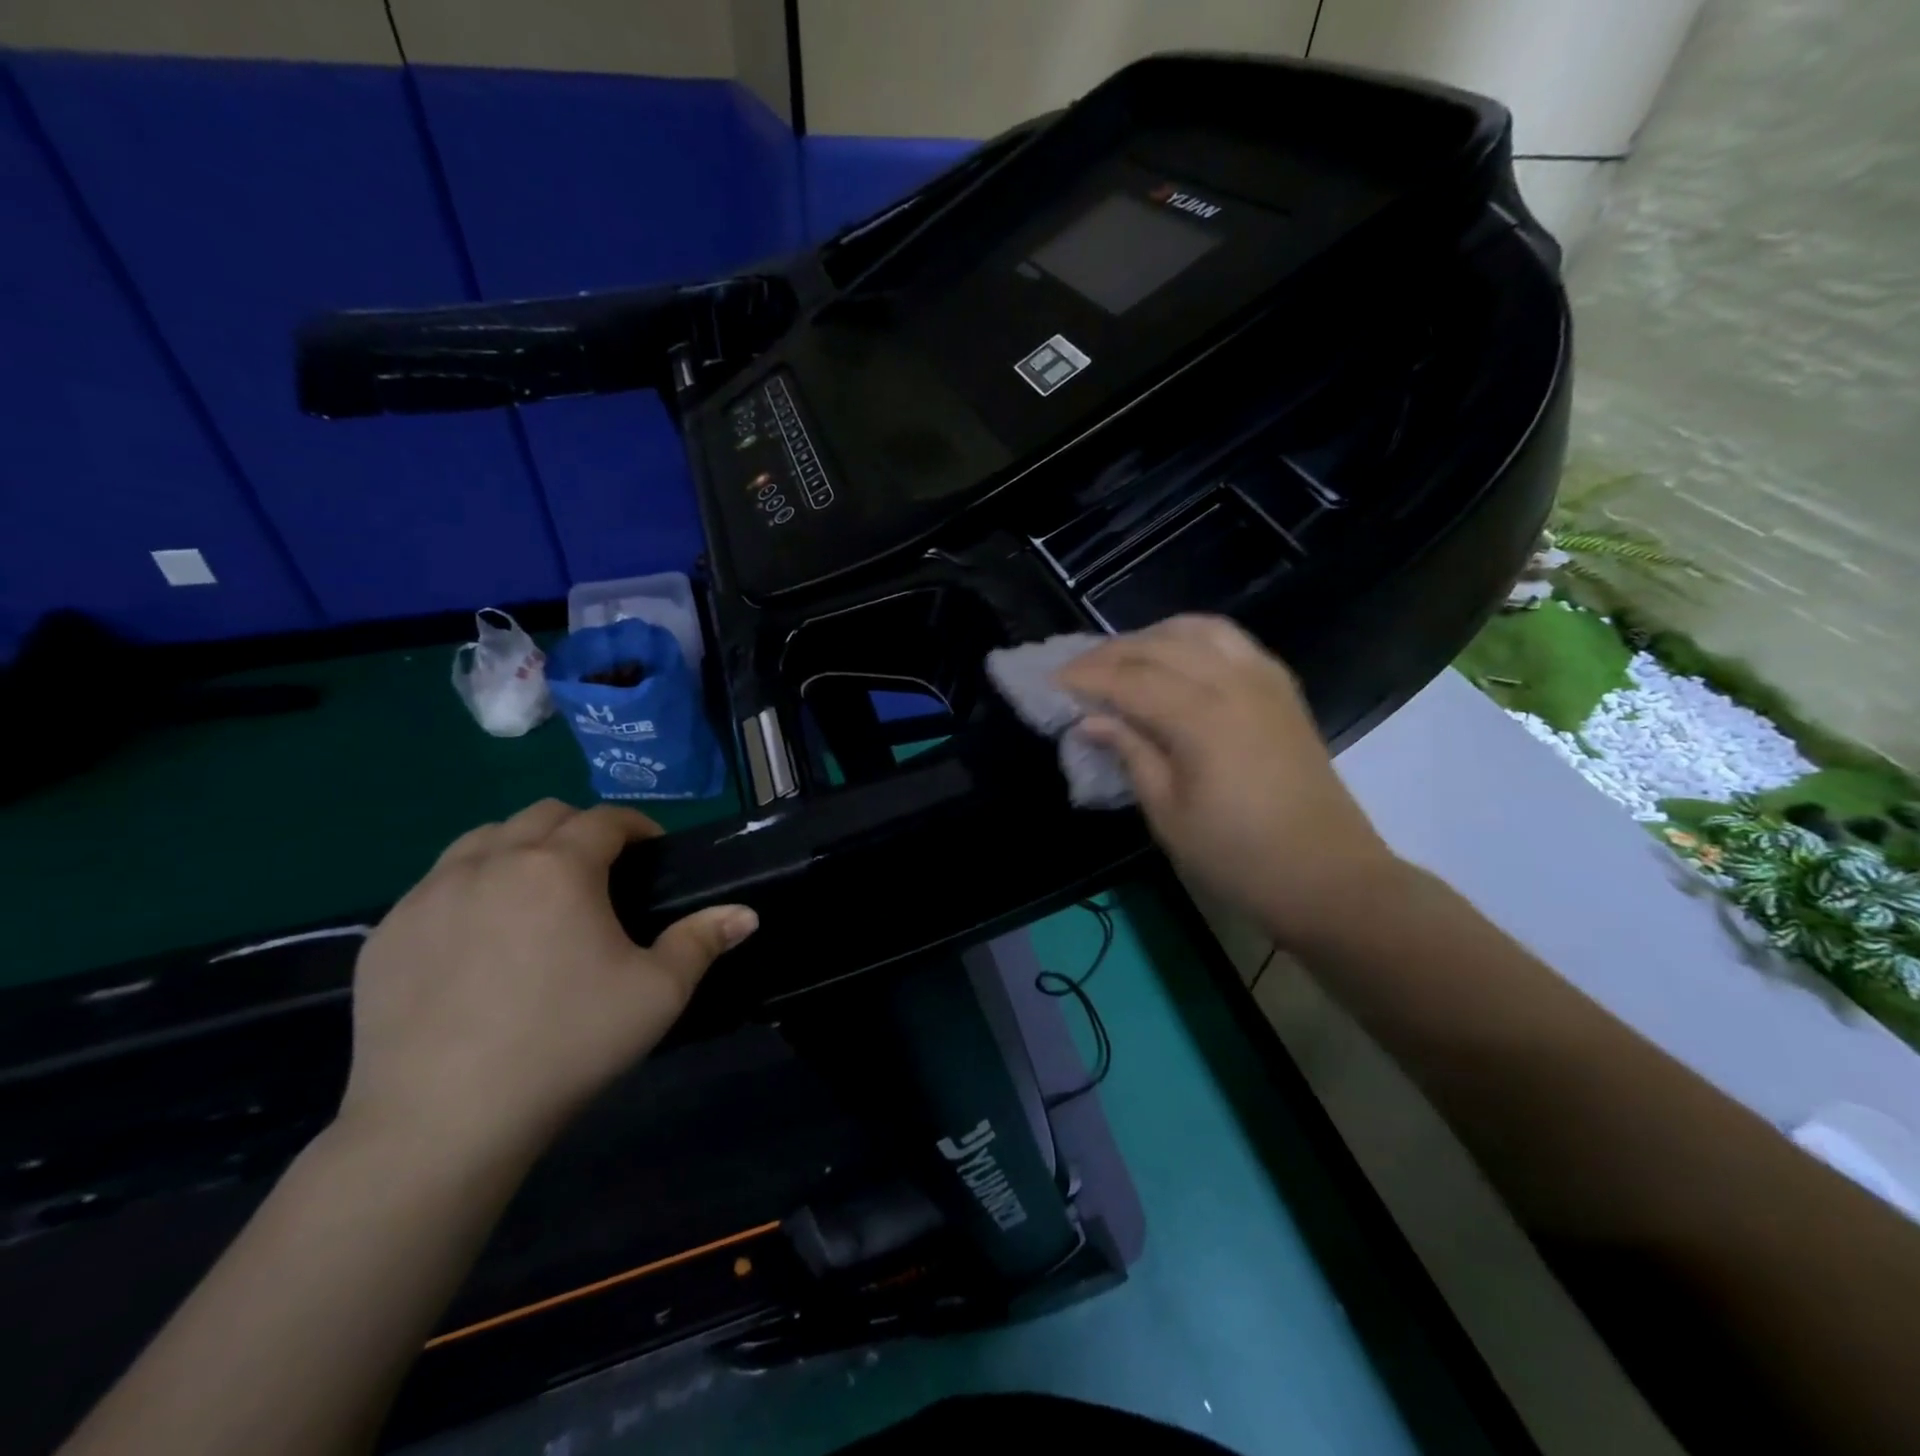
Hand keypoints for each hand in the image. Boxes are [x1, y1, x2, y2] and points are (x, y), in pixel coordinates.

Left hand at [336, 800, 756, 1166]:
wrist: (442, 1121)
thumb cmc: (566, 1044)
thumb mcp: (657, 993)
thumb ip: (703, 942)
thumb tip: (746, 914)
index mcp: (559, 867)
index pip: (604, 819)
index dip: (636, 826)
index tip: (652, 850)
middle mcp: (491, 862)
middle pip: (542, 815)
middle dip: (579, 828)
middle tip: (600, 871)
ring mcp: (428, 895)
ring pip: (481, 838)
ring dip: (520, 846)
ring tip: (537, 891)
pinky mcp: (386, 934)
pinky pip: (435, 884)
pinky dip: (468, 886)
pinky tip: (479, 936)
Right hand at [1058, 615, 1401, 948]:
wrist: (1328, 877)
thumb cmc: (1238, 856)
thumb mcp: (1168, 814)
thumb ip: (1131, 754)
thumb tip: (1091, 721)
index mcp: (1201, 717)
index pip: (1129, 679)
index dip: (1086, 677)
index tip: (1051, 680)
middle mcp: (1233, 682)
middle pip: (1159, 646)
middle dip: (1111, 653)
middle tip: (1077, 671)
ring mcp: (1263, 680)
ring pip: (1198, 630)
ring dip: (1152, 636)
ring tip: (1123, 658)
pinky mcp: (1281, 689)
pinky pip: (1231, 640)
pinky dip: (1193, 638)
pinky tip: (1176, 657)